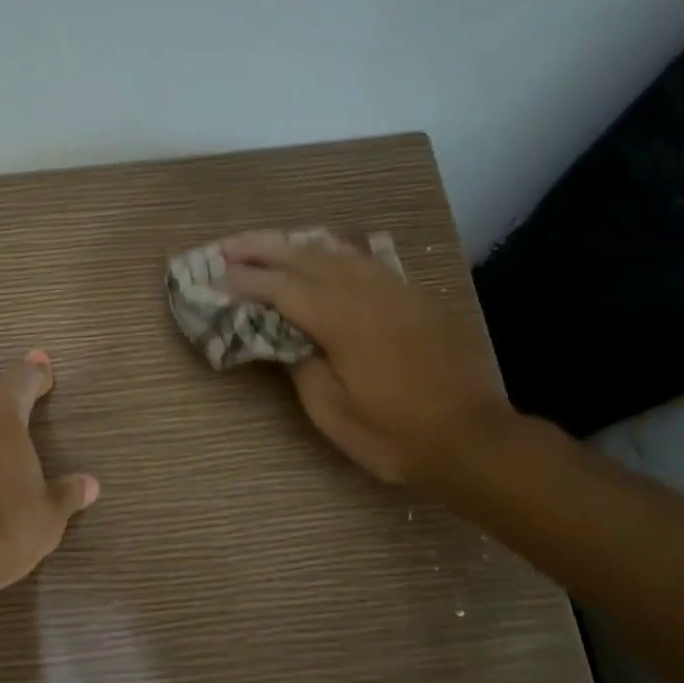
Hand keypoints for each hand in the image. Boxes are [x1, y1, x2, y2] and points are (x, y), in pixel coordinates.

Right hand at [221, 232, 517, 486]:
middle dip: (260, 247)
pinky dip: (331, 252)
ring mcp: (394, 289)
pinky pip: (363, 260)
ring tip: (264, 245)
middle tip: (225, 247)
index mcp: (341, 319)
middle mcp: (366, 291)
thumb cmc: (395, 434)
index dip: (242, 281)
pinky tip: (322, 255)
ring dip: (294, 244)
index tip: (211, 277)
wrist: (472, 438)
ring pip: (335, 250)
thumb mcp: (332, 411)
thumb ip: (300, 365)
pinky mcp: (413, 296)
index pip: (280, 288)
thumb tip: (282, 336)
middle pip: (303, 255)